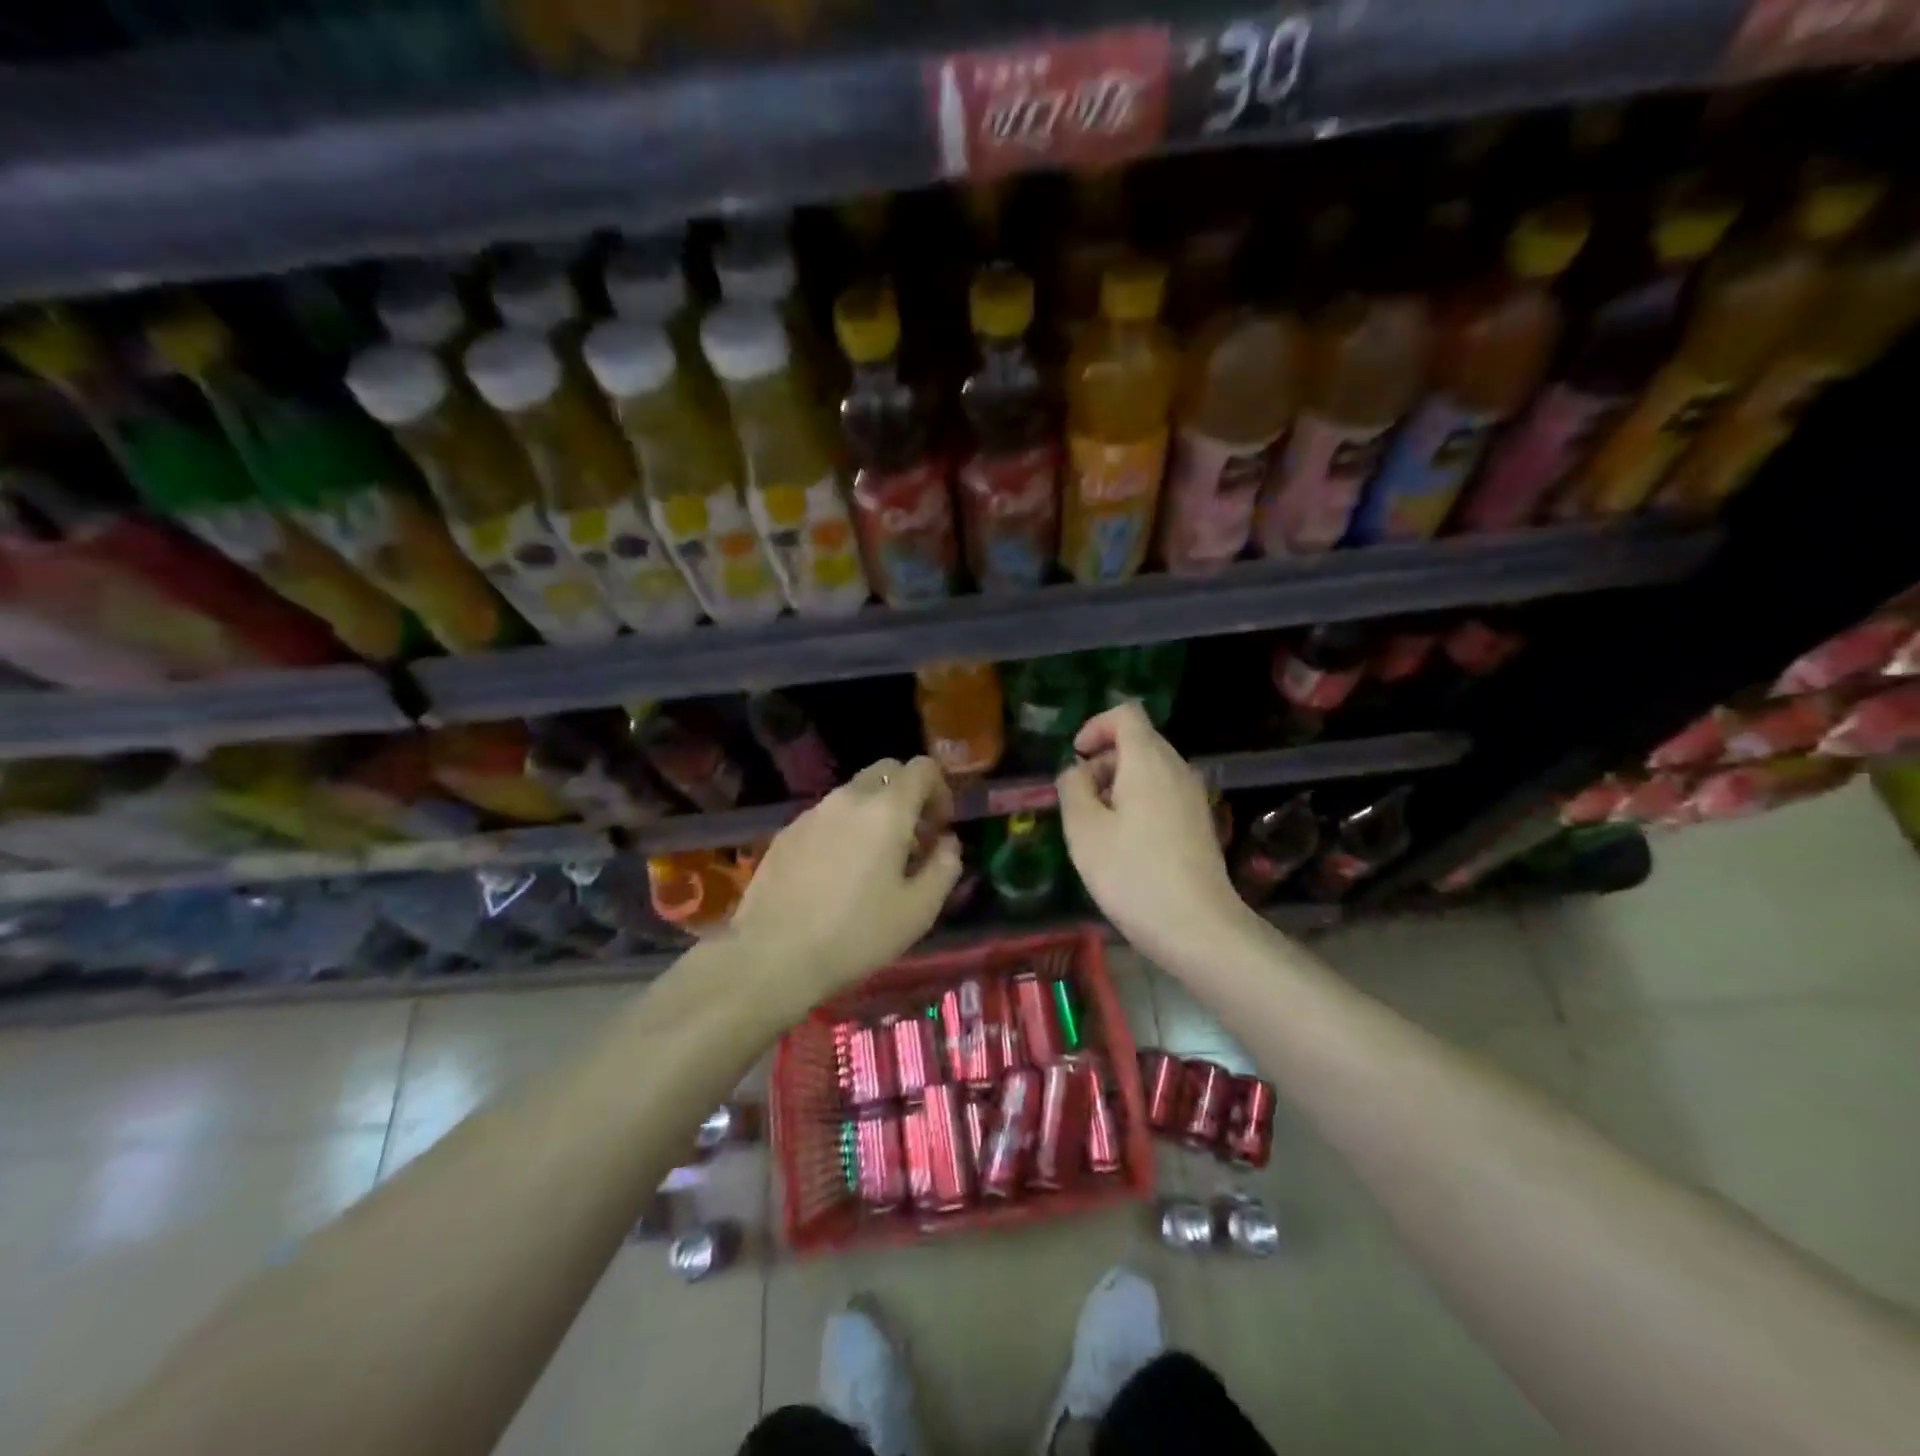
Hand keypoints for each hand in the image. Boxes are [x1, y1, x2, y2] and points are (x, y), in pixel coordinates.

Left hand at [731, 756, 961, 1002]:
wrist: (772, 955)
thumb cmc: (856, 934)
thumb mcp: (918, 911)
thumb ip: (944, 868)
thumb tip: (947, 843)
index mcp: (887, 809)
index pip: (922, 768)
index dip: (940, 790)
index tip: (940, 827)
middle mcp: (848, 798)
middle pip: (886, 772)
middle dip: (907, 794)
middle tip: (912, 839)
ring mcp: (812, 813)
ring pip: (854, 793)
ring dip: (874, 812)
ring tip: (875, 860)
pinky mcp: (786, 833)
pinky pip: (826, 816)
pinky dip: (844, 828)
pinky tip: (837, 872)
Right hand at [1056, 702, 1247, 963]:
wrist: (1198, 928)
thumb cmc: (1133, 874)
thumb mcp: (1084, 830)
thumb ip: (1073, 788)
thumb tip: (1077, 771)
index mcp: (1149, 762)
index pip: (1126, 714)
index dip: (1095, 726)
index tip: (1077, 758)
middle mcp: (1177, 769)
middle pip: (1139, 740)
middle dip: (1104, 759)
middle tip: (1080, 799)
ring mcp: (1193, 796)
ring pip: (1151, 768)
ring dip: (1119, 782)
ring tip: (1098, 824)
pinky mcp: (1199, 822)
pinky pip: (1164, 792)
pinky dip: (1139, 800)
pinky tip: (1125, 842)